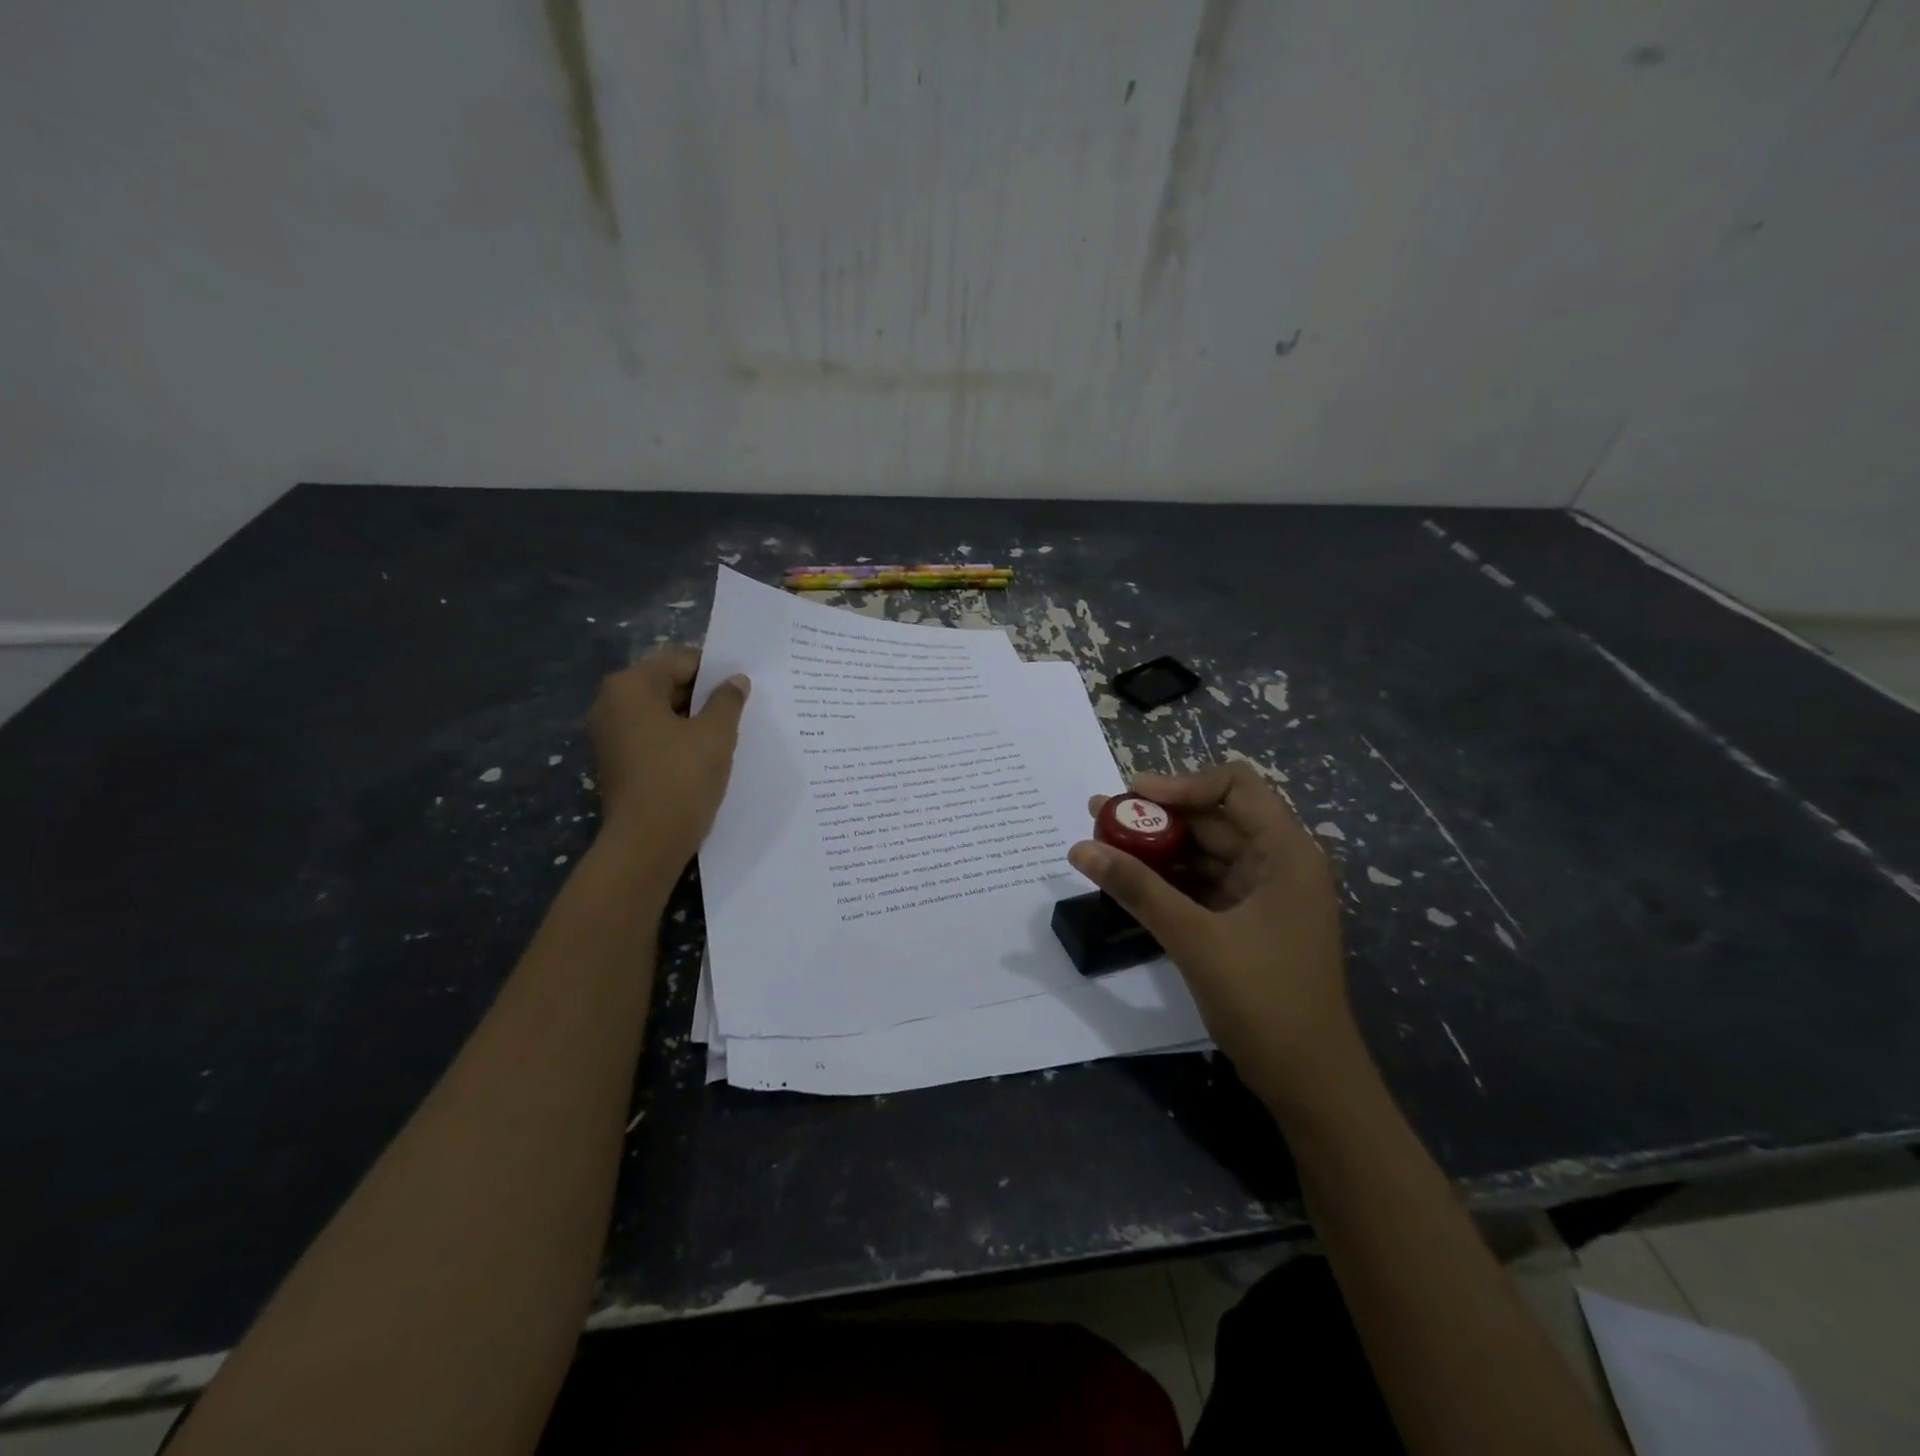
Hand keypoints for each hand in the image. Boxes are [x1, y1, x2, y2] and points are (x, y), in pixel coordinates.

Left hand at [586, 650, 749, 866]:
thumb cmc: (681, 778)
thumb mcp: (715, 734)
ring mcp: (609, 735)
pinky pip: (652, 737)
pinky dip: (677, 740)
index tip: (745, 686)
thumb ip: (727, 700)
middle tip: (741, 709)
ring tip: (728, 732)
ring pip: (660, 713)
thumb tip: (736, 680)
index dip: (717, 671)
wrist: (646, 843)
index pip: (681, 661)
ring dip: (693, 719)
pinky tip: (705, 755)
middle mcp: (610, 703)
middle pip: (667, 685)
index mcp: (630, 686)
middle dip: (704, 695)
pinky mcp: (615, 762)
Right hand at [1070, 763, 1364, 1113]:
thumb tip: (1079, 848)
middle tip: (1100, 818)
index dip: (1182, 782)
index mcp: (1286, 852)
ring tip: (1104, 845)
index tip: (1132, 795)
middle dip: (1158, 817)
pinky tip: (1129, 883)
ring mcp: (1264, 895)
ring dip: (1158, 849)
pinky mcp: (1248, 923)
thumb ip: (1137, 888)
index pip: (1236, 785)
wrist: (1309, 1082)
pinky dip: (1169, 881)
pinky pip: (1204, 885)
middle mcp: (1279, 863)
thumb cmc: (1264, 1000)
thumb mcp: (1194, 938)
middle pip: (1214, 819)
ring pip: (1205, 854)